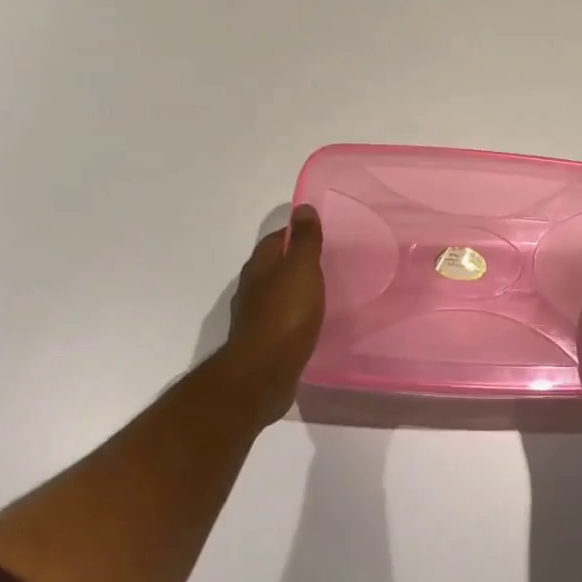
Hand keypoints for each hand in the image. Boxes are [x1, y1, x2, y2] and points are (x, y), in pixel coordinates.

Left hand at [220, 206, 324, 421]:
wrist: (262, 374)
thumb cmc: (285, 315)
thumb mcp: (301, 270)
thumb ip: (305, 240)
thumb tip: (303, 207)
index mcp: (260, 266)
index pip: (277, 239)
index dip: (298, 234)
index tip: (324, 236)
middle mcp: (252, 287)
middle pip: (275, 265)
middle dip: (298, 262)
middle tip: (330, 264)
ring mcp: (255, 316)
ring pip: (278, 294)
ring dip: (297, 291)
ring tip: (325, 293)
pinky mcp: (263, 342)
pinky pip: (282, 320)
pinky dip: (296, 316)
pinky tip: (312, 323)